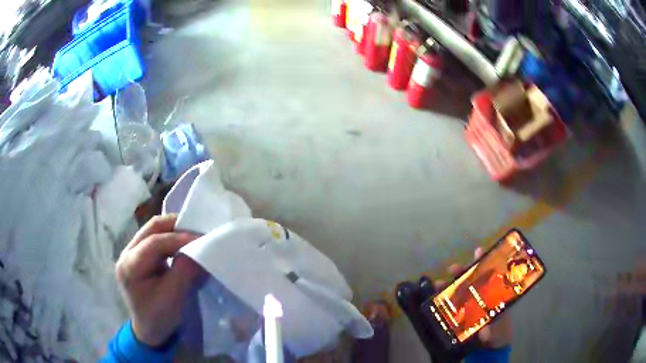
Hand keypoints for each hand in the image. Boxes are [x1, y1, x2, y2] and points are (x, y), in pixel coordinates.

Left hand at [115, 214, 202, 346]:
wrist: (149, 330)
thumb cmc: (160, 318)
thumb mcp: (174, 297)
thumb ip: (184, 270)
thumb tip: (199, 248)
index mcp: (130, 266)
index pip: (154, 242)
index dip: (179, 238)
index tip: (202, 239)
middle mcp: (126, 253)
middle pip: (151, 228)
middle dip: (175, 226)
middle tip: (197, 231)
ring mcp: (130, 252)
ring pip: (152, 230)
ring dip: (173, 231)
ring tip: (191, 237)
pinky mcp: (138, 255)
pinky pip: (154, 238)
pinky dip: (170, 238)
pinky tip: (181, 245)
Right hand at [396, 248, 511, 362]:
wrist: (490, 347)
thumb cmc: (499, 333)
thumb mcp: (498, 330)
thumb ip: (492, 330)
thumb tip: (485, 332)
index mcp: (495, 295)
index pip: (489, 275)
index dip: (483, 263)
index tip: (478, 251)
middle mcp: (482, 297)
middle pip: (472, 280)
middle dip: (462, 272)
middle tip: (453, 267)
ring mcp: (471, 306)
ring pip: (460, 291)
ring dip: (449, 285)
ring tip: (438, 283)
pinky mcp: (461, 316)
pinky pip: (452, 305)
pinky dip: (443, 300)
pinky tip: (434, 297)